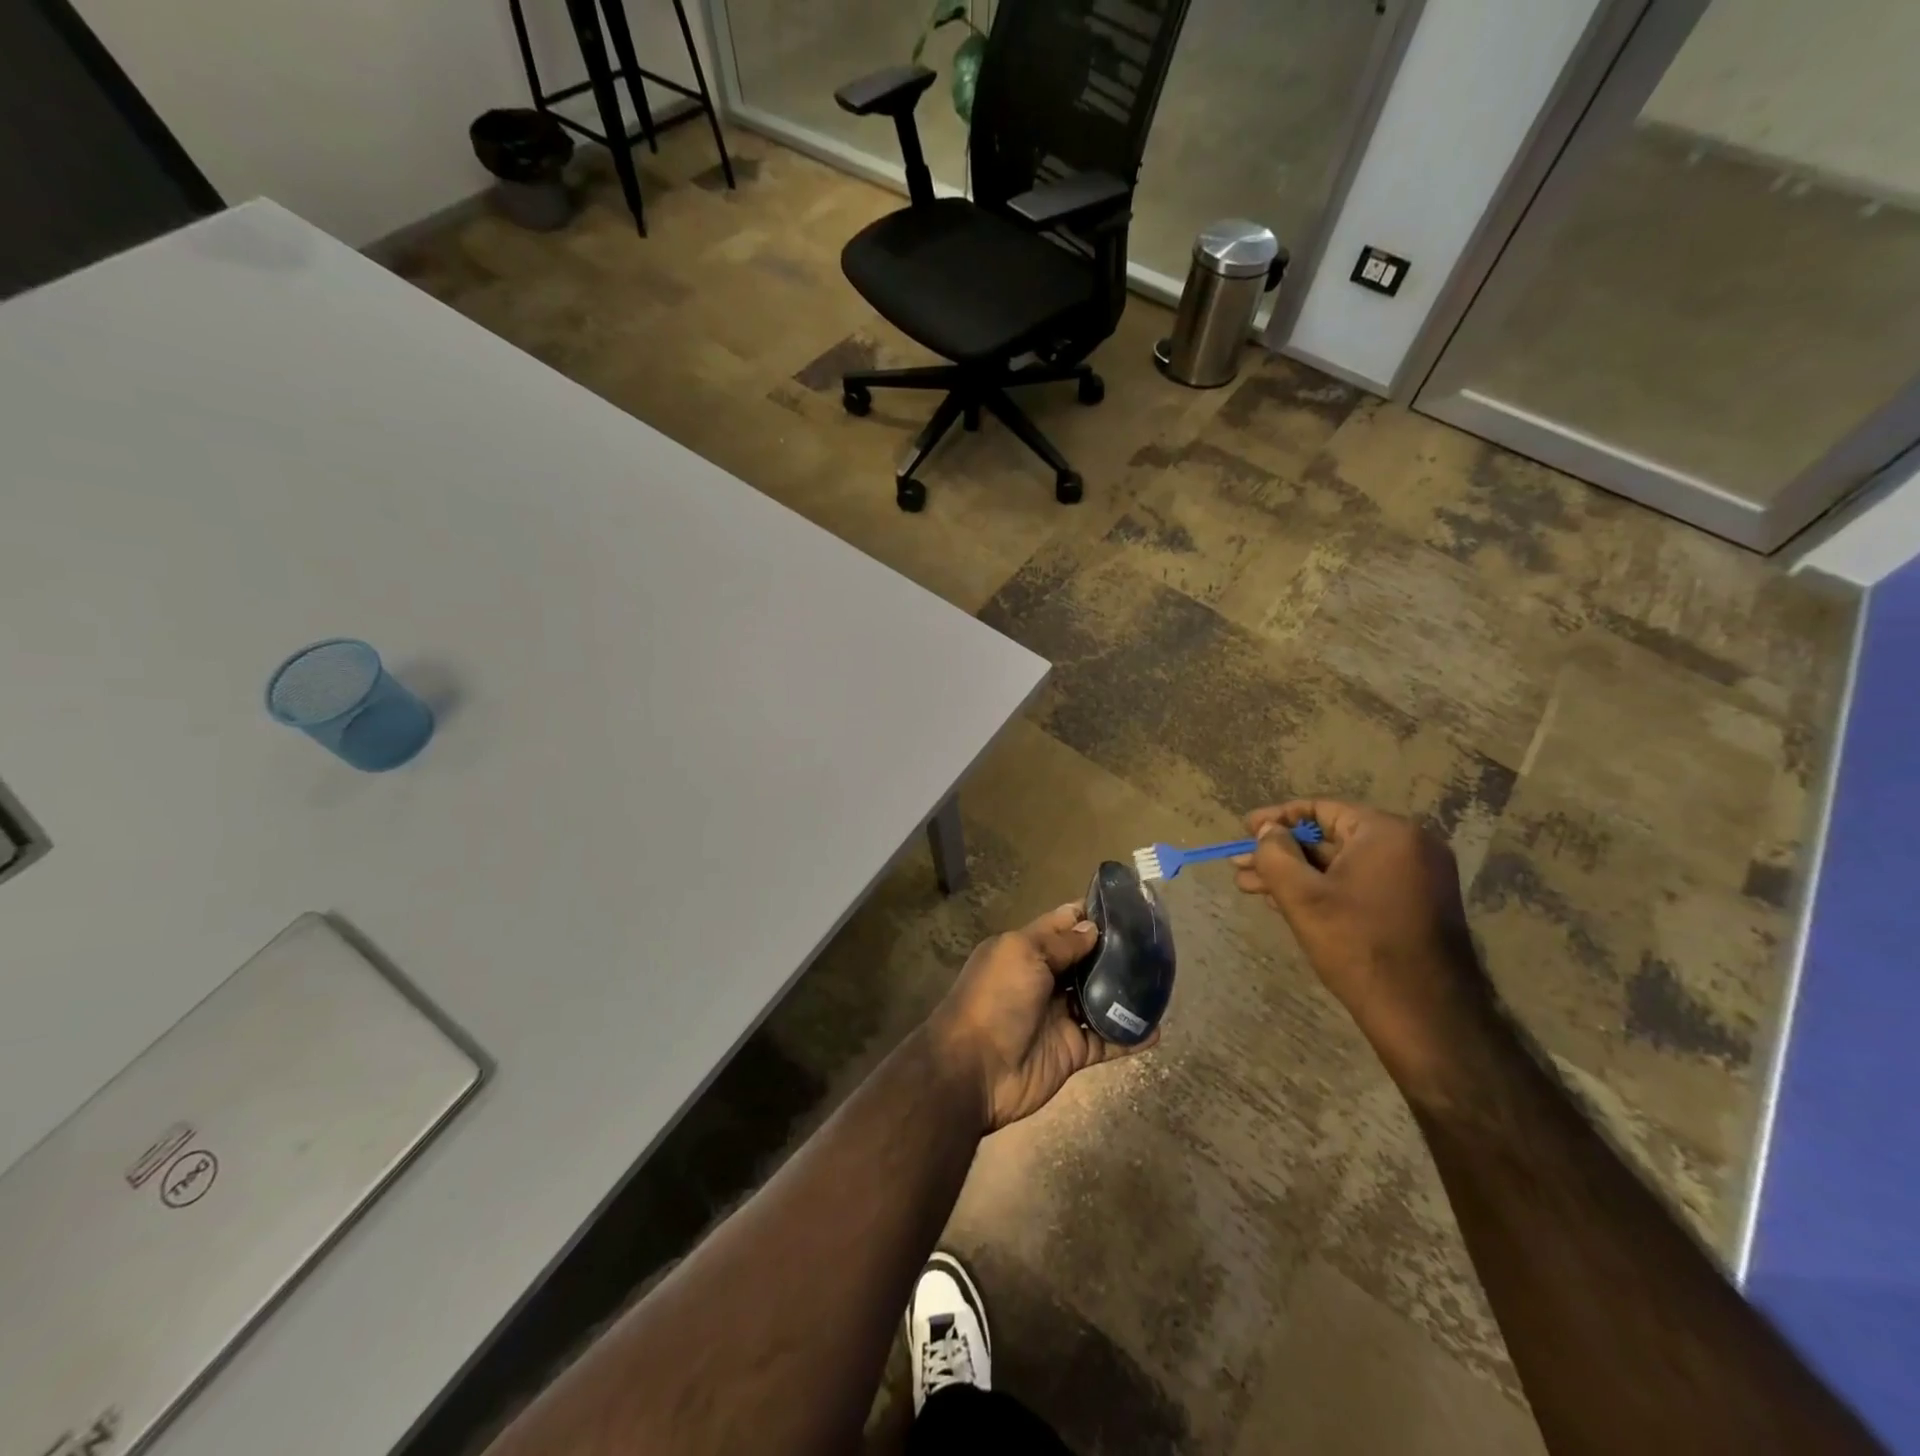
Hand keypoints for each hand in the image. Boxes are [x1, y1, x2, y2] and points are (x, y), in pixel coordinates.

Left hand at [925, 902, 1157, 1132]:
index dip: (1091, 913)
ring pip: (1100, 998)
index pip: (1063, 923)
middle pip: (1086, 959)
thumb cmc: (995, 999)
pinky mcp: (1072, 1050)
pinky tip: (1157, 1029)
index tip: (1127, 906)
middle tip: (1155, 943)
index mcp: (1026, 949)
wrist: (974, 1069)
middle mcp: (1044, 979)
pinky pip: (1107, 1040)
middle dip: (1115, 951)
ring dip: (1126, 991)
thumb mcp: (1022, 954)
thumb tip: (1092, 928)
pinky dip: (1130, 1035)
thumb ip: (1060, 942)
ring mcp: (1059, 1016)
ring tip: (1162, 980)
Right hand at [1233, 799, 1489, 1088]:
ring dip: (1296, 874)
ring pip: (1341, 865)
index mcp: (1387, 832)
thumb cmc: (1358, 944)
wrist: (1424, 1014)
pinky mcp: (1416, 905)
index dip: (1277, 818)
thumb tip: (1267, 830)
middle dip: (1280, 853)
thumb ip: (1275, 853)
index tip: (1245, 829)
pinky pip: (1360, 883)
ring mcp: (1417, 877)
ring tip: (1251, 888)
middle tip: (1240, 866)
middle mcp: (1409, 846)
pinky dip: (1324, 889)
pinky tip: (1286, 903)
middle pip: (1330, 838)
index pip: (1321, 809)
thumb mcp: (1302, 896)